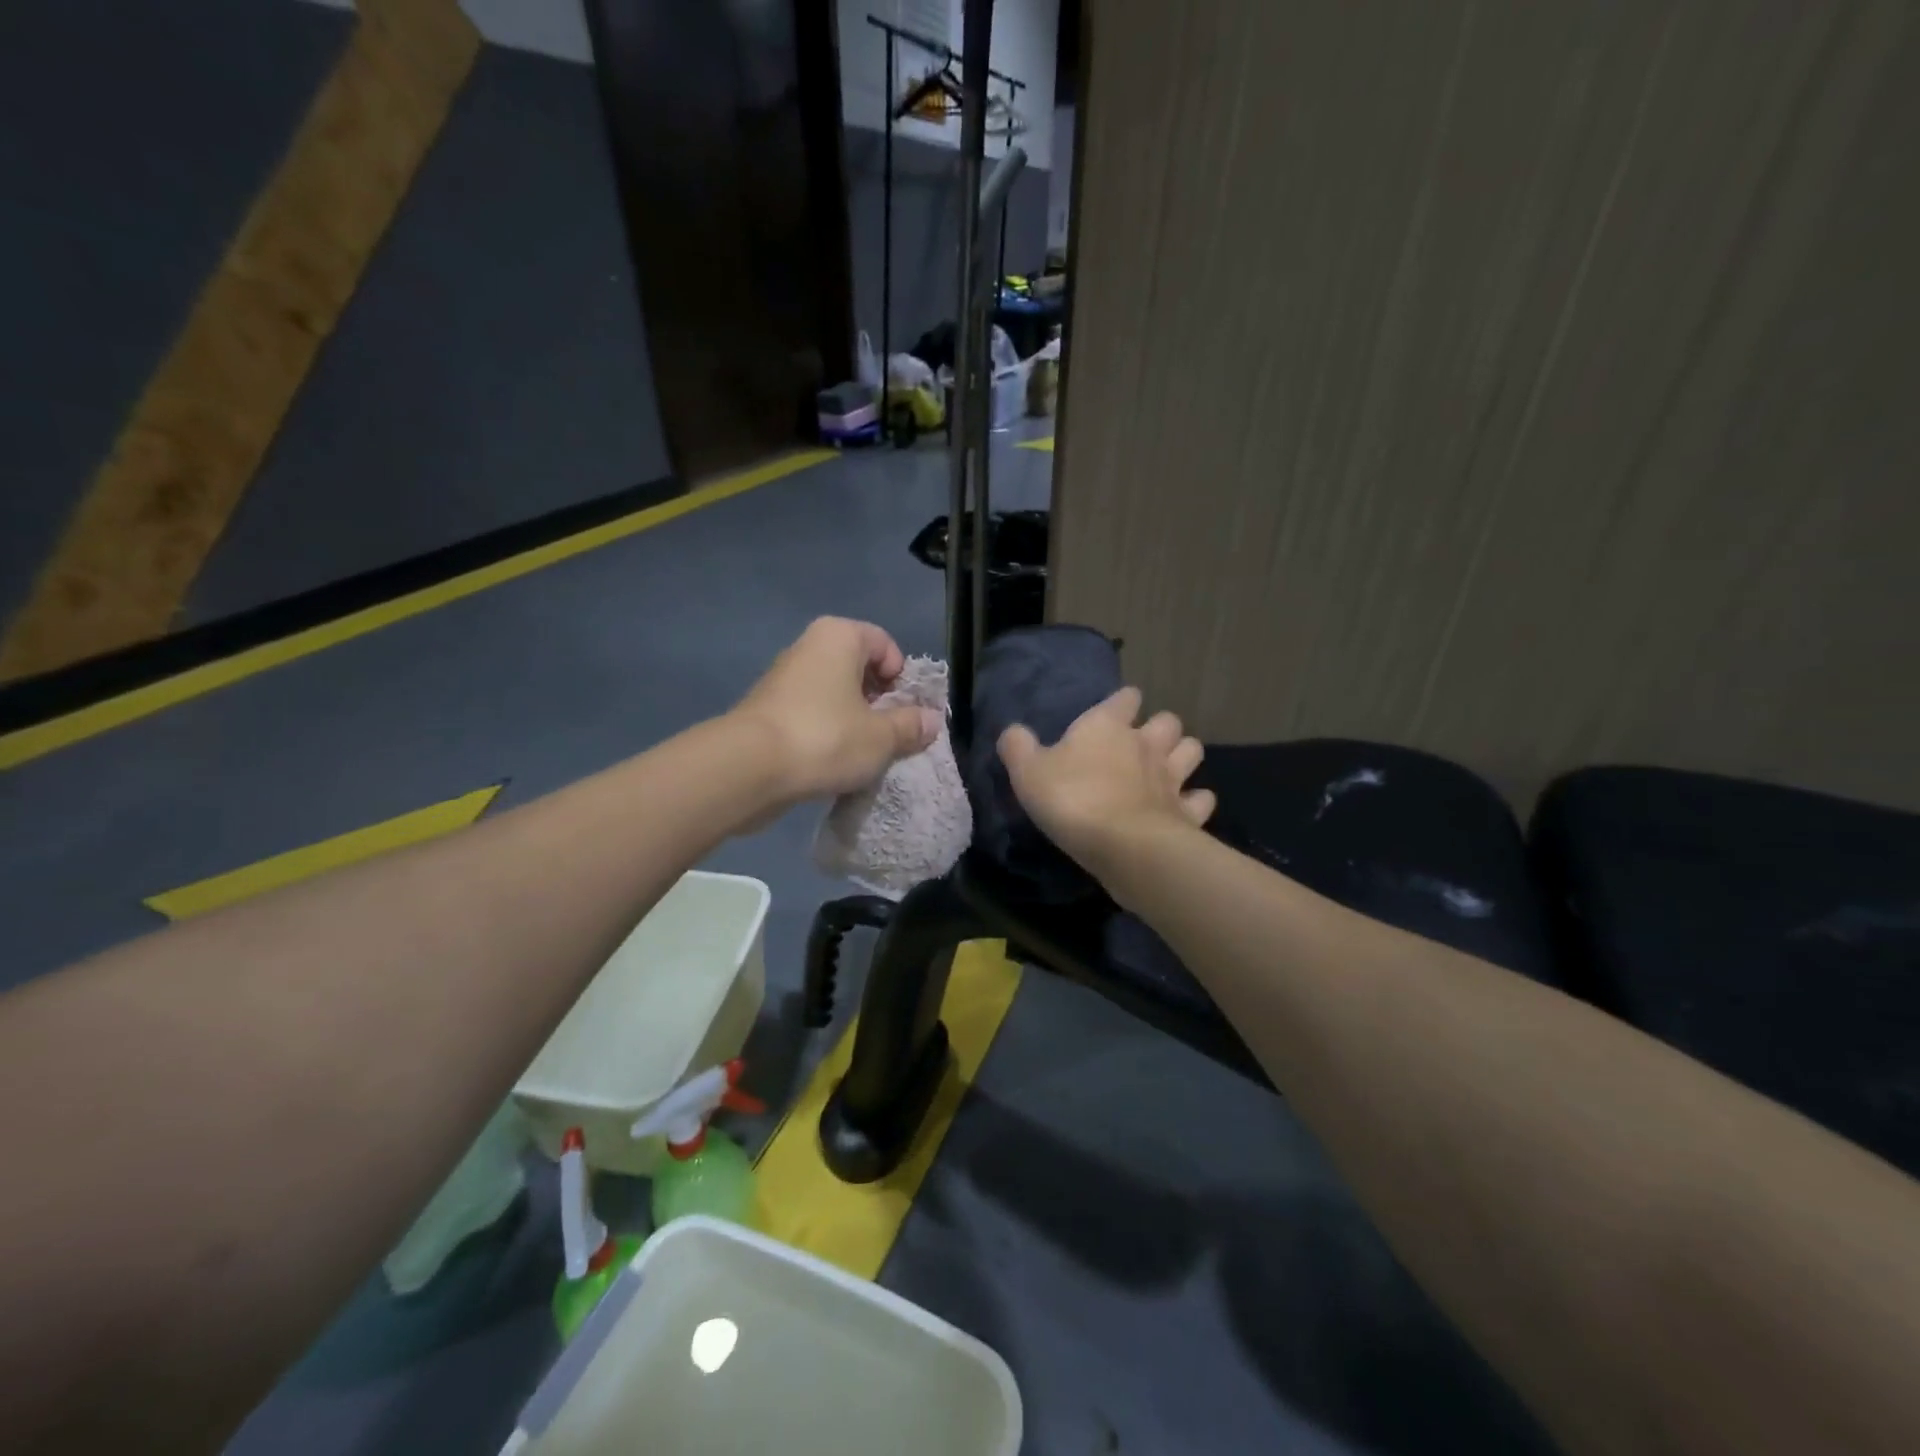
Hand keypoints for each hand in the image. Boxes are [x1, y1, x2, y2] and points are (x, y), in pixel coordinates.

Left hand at [733, 618, 941, 804]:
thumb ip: (911, 726)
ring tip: (860, 755)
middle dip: (879, 702)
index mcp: (839, 636)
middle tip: (888, 736)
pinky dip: (825, 733)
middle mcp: (809, 647)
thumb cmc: (825, 738)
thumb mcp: (882, 737)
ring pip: (834, 694)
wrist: (747, 768)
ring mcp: (784, 678)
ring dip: (853, 721)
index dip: (902, 679)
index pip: (885, 645)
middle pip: (859, 669)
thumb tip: (932, 720)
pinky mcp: (767, 710)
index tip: (905, 713)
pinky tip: (830, 763)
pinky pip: (811, 714)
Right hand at [997, 687, 1214, 882]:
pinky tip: (1182, 808)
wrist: (1123, 845)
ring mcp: (1172, 778)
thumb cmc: (1072, 799)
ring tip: (1168, 770)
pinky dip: (1195, 801)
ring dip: (1183, 756)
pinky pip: (1201, 800)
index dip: (1123, 701)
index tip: (1117, 710)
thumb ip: (1018, 747)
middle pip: (1168, 721)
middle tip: (1144, 743)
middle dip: (1160, 728)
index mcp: (1107, 726)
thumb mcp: (1028, 772)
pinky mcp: (1187, 812)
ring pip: (1192, 751)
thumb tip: (1012, 731)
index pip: (1125, 698)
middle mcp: (1146, 744)